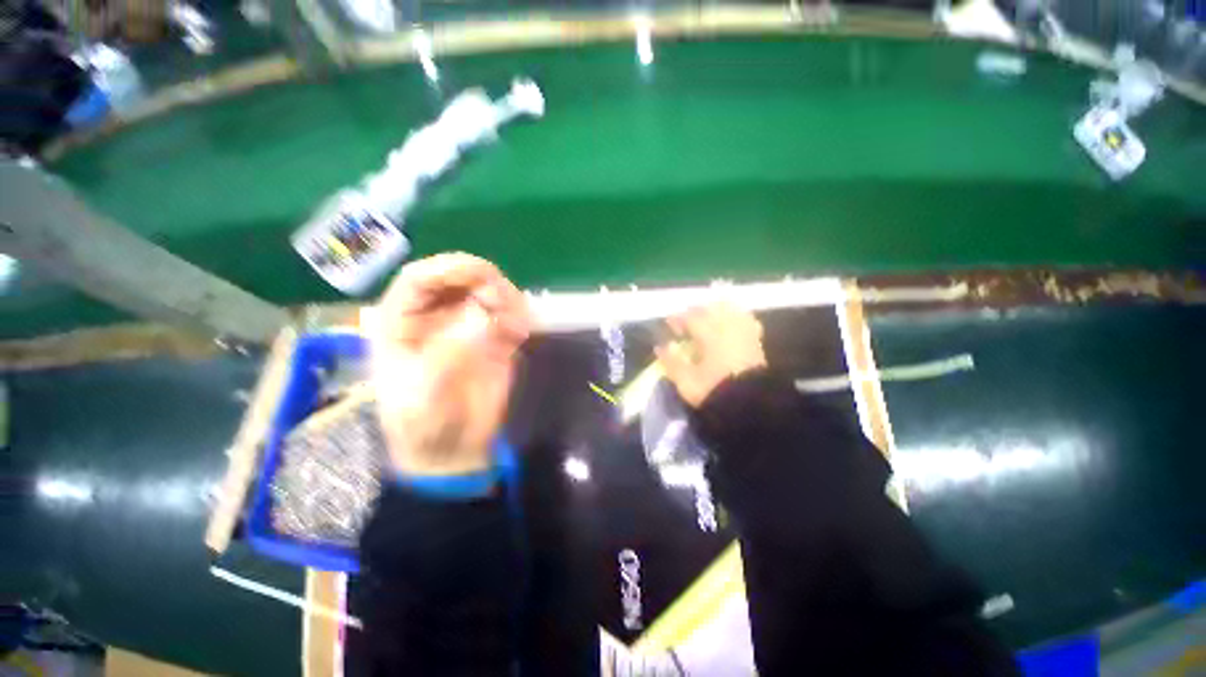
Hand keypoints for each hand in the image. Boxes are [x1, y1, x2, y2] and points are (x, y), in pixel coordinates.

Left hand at [371, 253, 530, 475]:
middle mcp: (436, 316)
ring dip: (508, 297)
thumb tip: (483, 317)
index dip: (447, 268)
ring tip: (518, 324)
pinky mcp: (495, 339)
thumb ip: (448, 355)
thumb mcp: (423, 394)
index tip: (482, 275)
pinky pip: (511, 315)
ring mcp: (468, 326)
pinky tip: (523, 333)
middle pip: (459, 277)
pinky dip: (521, 317)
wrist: (452, 450)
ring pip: (489, 291)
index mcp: (402, 322)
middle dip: (485, 280)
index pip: (419, 278)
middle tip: (506, 301)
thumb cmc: (422, 424)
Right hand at [656, 302, 766, 407]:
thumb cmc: (714, 391)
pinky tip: (729, 326)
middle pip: (711, 309)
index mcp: (709, 335)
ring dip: (715, 312)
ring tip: (707, 321)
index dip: (678, 319)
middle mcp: (728, 328)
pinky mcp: (756, 342)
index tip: (669, 323)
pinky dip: (735, 318)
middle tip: (686, 322)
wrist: (750, 406)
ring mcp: (744, 333)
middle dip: (696, 312)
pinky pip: (746, 320)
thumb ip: (671, 362)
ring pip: (730, 311)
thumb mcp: (686, 380)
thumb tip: (660, 347)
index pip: (690, 318)